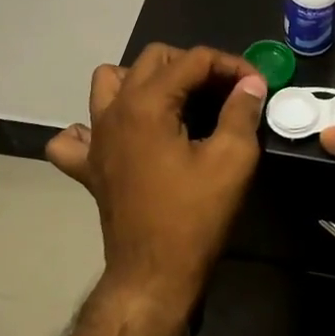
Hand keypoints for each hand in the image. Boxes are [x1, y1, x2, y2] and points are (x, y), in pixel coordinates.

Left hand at [45, 44, 266, 313]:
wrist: (153, 276)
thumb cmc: (194, 216)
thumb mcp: (232, 160)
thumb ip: (241, 111)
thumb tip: (250, 84)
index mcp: (147, 103)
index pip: (193, 60)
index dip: (230, 65)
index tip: (256, 85)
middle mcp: (114, 110)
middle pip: (153, 59)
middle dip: (193, 65)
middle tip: (224, 90)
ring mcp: (95, 138)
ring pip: (110, 82)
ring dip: (143, 80)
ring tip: (174, 101)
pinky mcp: (89, 166)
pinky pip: (77, 134)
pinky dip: (96, 126)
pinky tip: (122, 137)